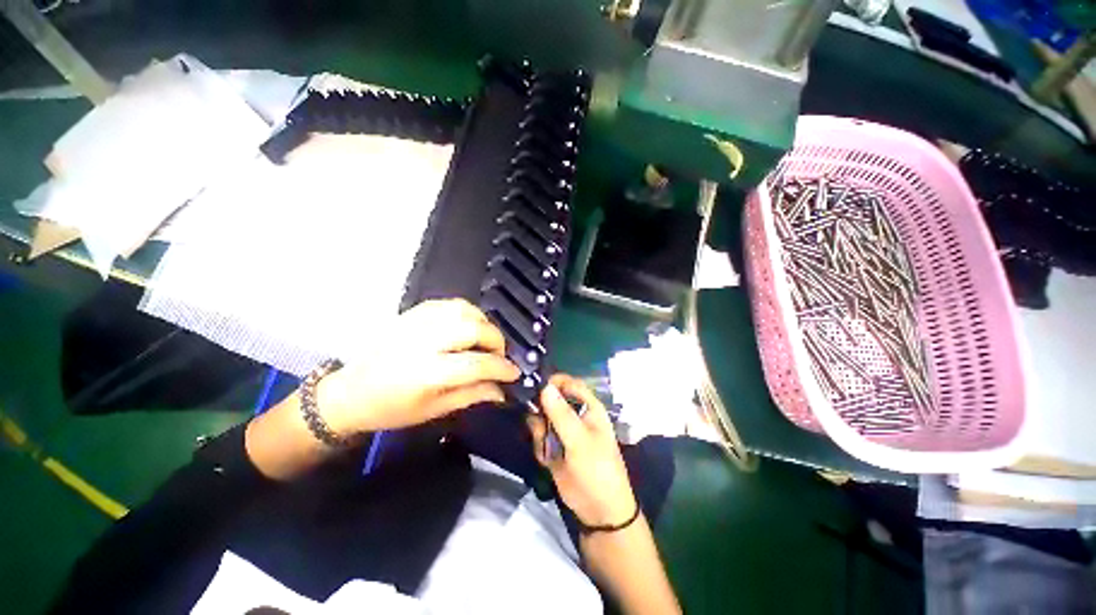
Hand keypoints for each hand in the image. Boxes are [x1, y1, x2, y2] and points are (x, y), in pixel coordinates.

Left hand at [319, 299, 520, 434]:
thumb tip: (502, 390)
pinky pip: (449, 303)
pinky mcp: (412, 313)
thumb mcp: (433, 411)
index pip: (477, 364)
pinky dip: (467, 312)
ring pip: (464, 310)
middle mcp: (424, 341)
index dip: (502, 367)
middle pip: (474, 329)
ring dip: (484, 323)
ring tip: (486, 339)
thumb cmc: (391, 409)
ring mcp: (417, 323)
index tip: (514, 372)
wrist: (349, 392)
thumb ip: (471, 396)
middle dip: (497, 341)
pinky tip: (469, 325)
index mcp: (427, 373)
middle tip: (499, 355)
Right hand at [527, 374, 636, 526]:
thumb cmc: (597, 469)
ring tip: (546, 447)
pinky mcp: (553, 446)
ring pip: (541, 418)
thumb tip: (545, 386)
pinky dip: (539, 446)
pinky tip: (547, 460)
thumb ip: (561, 414)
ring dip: (539, 431)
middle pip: (551, 399)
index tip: (535, 388)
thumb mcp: (580, 440)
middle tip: (539, 426)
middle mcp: (574, 414)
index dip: (553, 382)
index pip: (568, 383)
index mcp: (588, 406)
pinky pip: (538, 437)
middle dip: (541, 410)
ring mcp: (562, 430)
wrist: (599, 510)